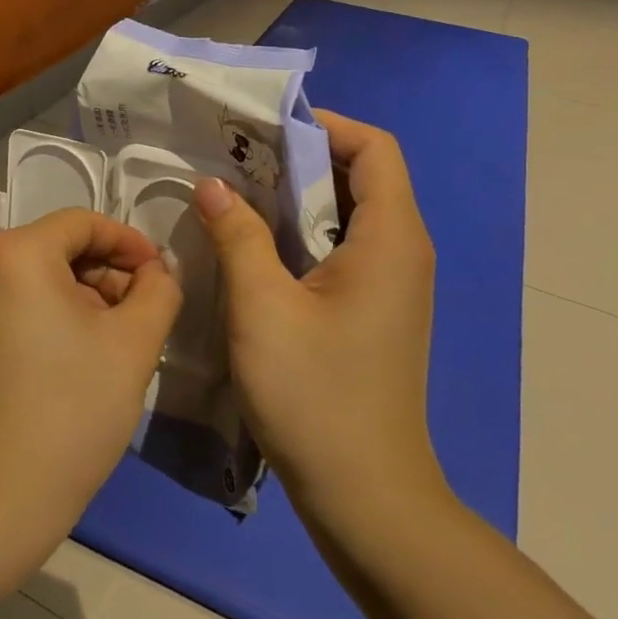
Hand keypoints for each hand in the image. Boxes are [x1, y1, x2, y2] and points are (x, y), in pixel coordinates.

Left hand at [0, 208, 182, 573]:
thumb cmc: (69, 414)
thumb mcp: (134, 345)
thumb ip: (158, 291)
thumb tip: (156, 271)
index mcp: (15, 253)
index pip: (84, 223)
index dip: (130, 243)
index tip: (160, 277)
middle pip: (57, 247)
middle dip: (105, 274)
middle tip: (140, 315)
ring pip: (34, 276)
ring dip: (79, 296)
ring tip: (111, 341)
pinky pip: (11, 302)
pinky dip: (47, 314)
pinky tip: (71, 357)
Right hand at [192, 111, 446, 519]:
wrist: (366, 493)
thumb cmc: (315, 395)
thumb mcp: (263, 308)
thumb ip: (239, 236)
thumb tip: (214, 184)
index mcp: (391, 238)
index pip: (374, 147)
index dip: (323, 125)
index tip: (261, 128)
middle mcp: (403, 251)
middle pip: (362, 174)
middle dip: (300, 156)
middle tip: (236, 156)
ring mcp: (392, 283)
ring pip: (348, 212)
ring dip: (298, 195)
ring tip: (237, 191)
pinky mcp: (375, 309)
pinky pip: (343, 246)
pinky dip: (303, 231)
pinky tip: (256, 244)